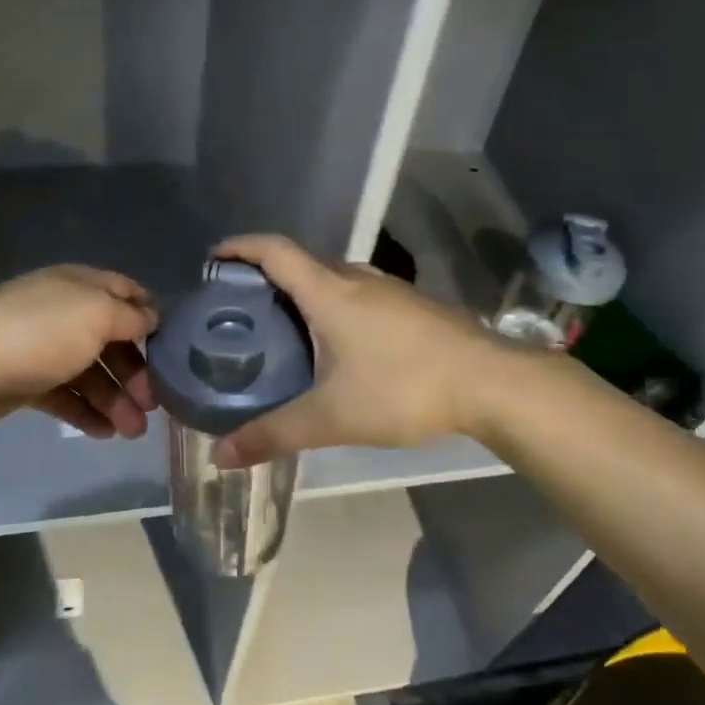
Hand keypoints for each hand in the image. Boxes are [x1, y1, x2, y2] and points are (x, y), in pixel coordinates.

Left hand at [0, 265, 158, 438]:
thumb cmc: (36, 334)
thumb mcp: (96, 315)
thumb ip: (131, 318)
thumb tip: (153, 319)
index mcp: (82, 286)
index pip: (128, 294)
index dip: (153, 318)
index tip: (176, 350)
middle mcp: (65, 312)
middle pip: (113, 339)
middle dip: (137, 371)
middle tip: (153, 405)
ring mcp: (43, 348)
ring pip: (91, 372)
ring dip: (116, 400)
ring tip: (132, 432)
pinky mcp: (25, 382)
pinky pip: (65, 396)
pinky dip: (86, 413)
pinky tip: (103, 434)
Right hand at [208, 235, 506, 466]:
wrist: (491, 383)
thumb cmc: (403, 388)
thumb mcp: (331, 417)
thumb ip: (273, 435)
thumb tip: (219, 457)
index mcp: (329, 291)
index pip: (274, 251)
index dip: (239, 247)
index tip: (213, 258)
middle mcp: (356, 278)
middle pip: (301, 264)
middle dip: (266, 277)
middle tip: (239, 309)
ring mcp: (389, 290)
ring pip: (333, 280)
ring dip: (303, 294)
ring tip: (281, 328)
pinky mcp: (412, 307)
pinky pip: (358, 295)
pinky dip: (333, 307)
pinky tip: (336, 346)